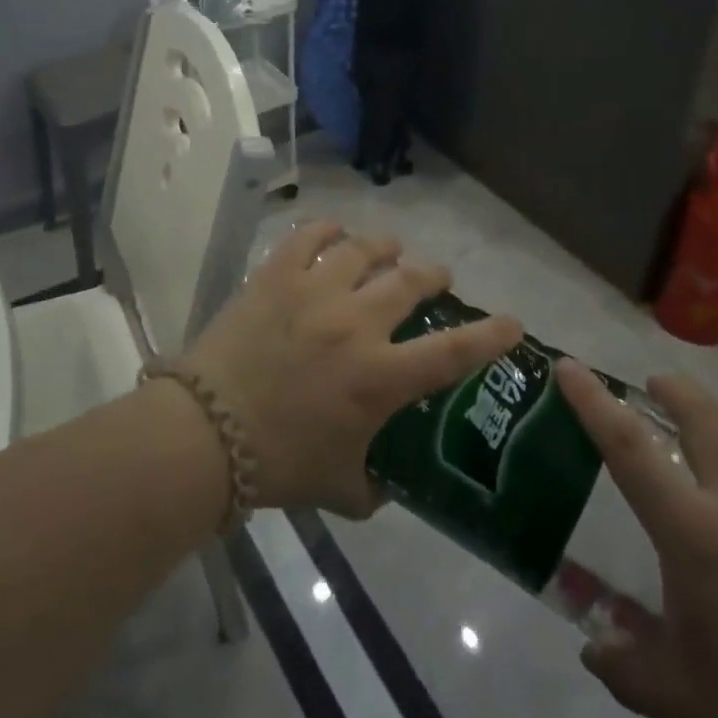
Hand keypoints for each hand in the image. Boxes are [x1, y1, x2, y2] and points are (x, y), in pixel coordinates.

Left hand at [185, 222, 521, 517]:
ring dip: (385, 247)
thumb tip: (386, 485)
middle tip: (436, 276)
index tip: (512, 322)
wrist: (205, 433)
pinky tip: (334, 231)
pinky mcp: (276, 275)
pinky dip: (327, 229)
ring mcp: (315, 292)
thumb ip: (374, 488)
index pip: (454, 351)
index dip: (491, 335)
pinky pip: (308, 236)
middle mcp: (357, 324)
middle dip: (432, 275)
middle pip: (410, 281)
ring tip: (389, 248)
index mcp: (380, 378)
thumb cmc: (277, 463)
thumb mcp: (339, 489)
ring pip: (363, 249)